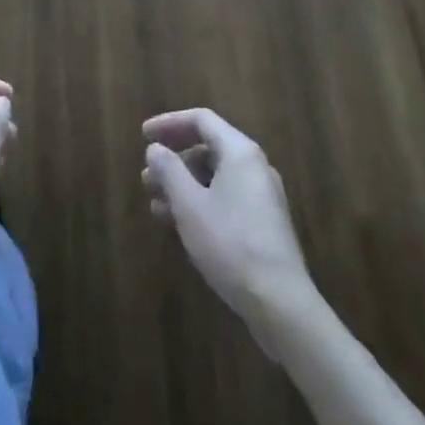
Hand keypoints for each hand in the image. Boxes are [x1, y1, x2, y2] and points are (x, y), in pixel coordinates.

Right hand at [143, 108, 312, 331]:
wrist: (281, 303)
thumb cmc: (230, 244)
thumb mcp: (189, 205)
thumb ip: (169, 170)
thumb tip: (155, 148)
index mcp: (240, 152)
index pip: (201, 120)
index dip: (169, 123)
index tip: (143, 136)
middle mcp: (254, 166)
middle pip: (208, 148)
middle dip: (173, 161)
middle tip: (146, 178)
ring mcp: (262, 196)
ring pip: (215, 177)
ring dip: (183, 186)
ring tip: (156, 206)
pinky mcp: (263, 223)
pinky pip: (225, 198)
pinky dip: (200, 203)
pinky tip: (181, 226)